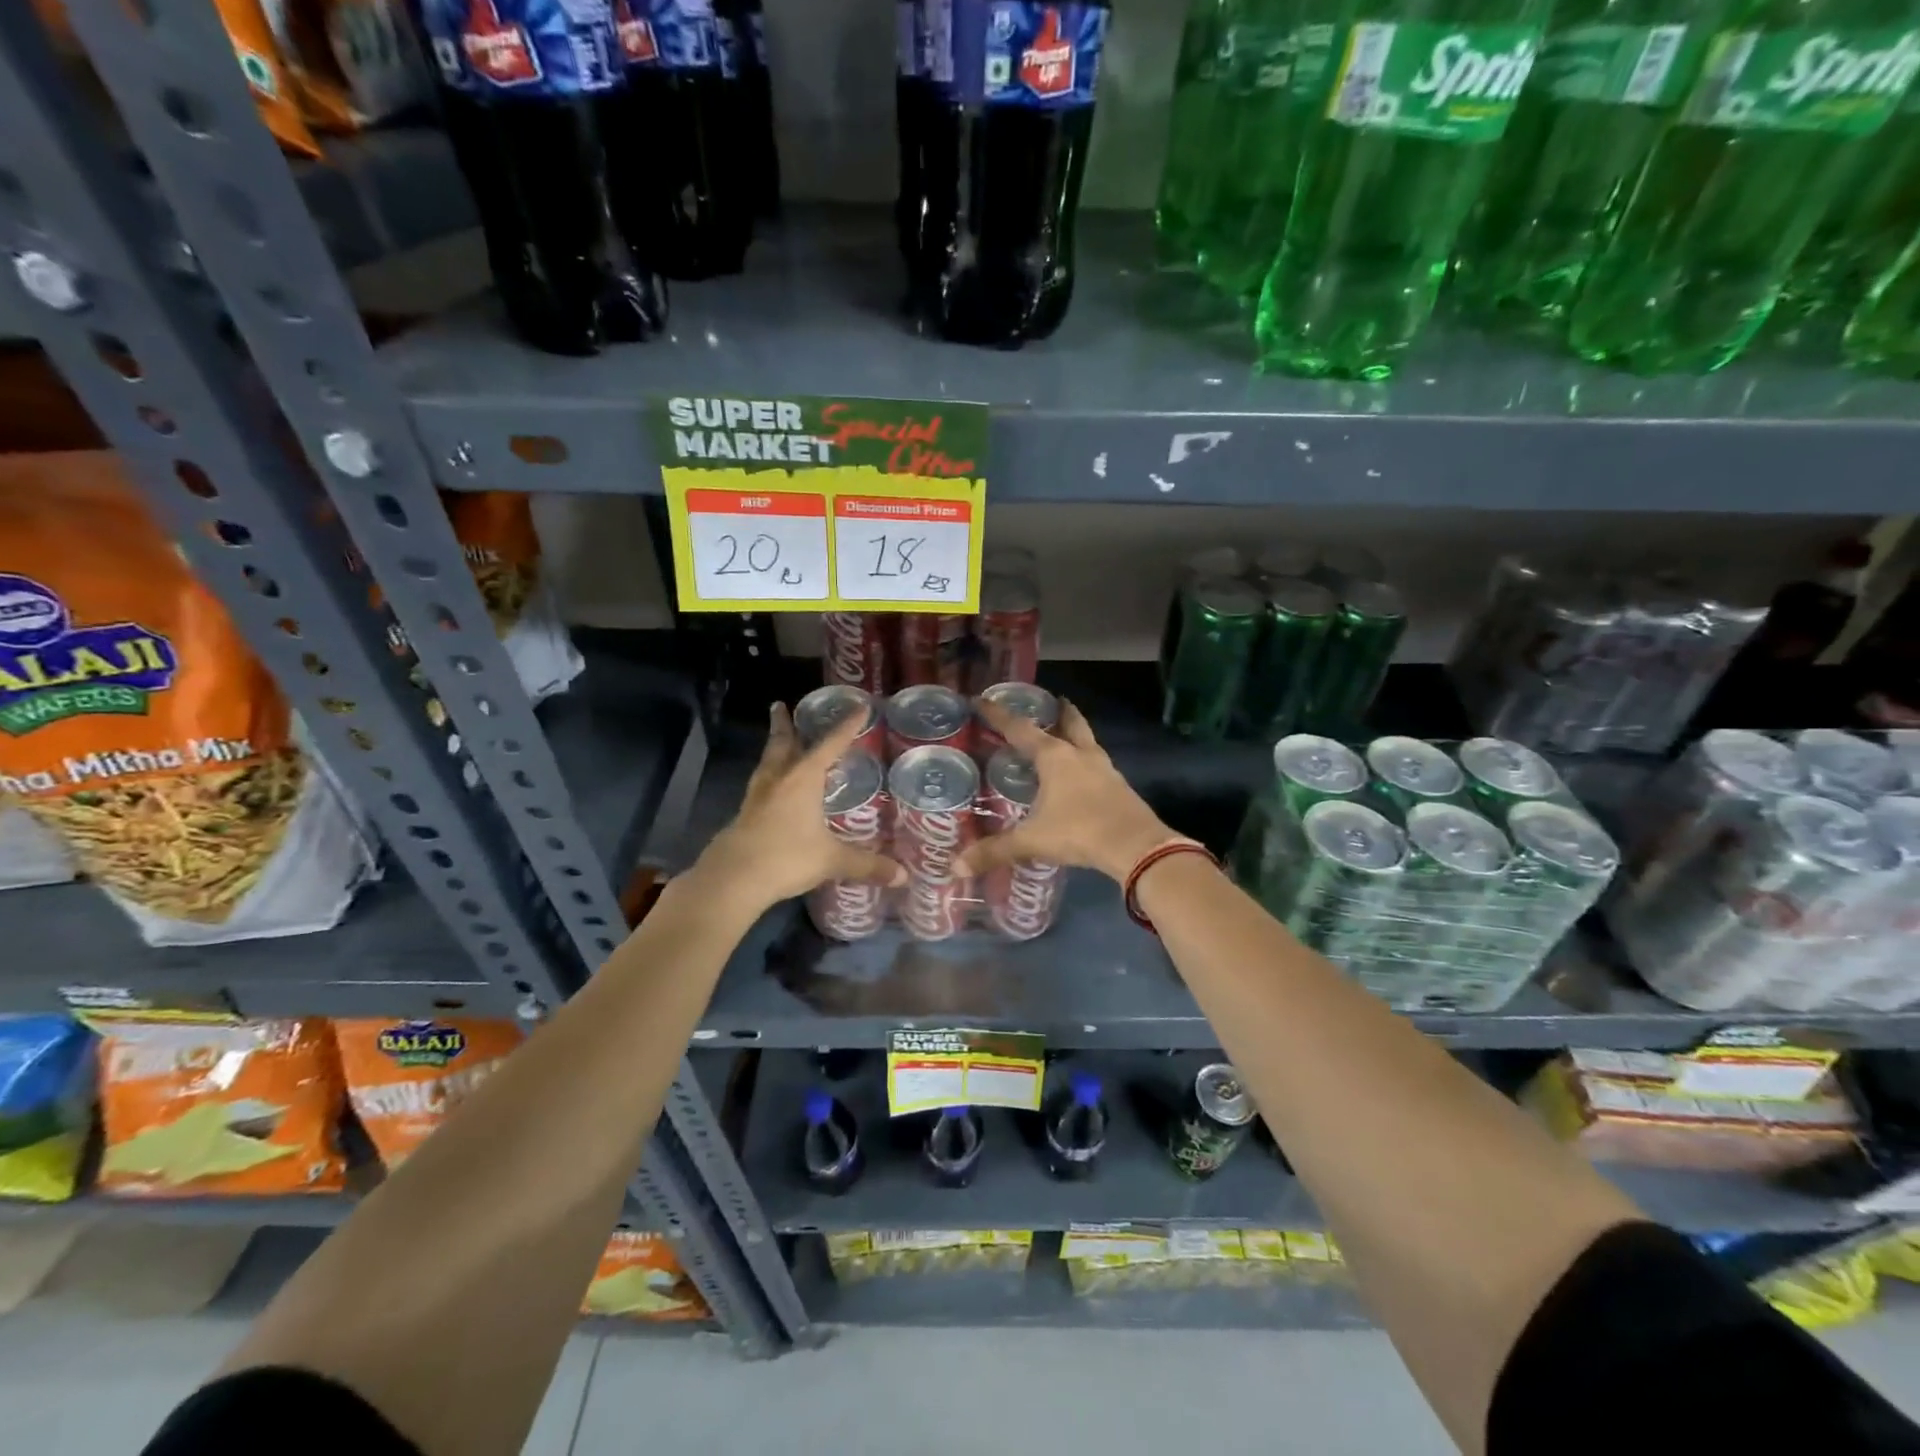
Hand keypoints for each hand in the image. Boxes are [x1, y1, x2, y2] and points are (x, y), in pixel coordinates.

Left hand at [696, 705, 903, 914]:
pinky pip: (759, 787)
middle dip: (784, 725)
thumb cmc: (786, 857)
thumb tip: (904, 876)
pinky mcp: (744, 816)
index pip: (830, 745)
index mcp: (803, 779)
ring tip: (777, 740)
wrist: (733, 879)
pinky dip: (768, 777)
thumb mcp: (832, 860)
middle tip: (779, 706)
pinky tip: (771, 788)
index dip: (846, 727)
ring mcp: (756, 797)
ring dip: (773, 748)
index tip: (859, 706)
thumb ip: (867, 865)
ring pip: (767, 763)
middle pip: (782, 744)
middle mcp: (778, 780)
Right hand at [955, 698, 1178, 882]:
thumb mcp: (1031, 841)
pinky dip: (1087, 763)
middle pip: (1070, 723)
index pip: (1020, 729)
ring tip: (1065, 737)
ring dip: (1076, 735)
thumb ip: (994, 851)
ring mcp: (1105, 769)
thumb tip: (956, 867)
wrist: (1136, 846)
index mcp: (1055, 757)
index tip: (981, 699)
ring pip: (1088, 742)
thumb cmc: (1078, 831)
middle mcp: (1080, 755)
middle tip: (1053, 701)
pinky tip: (1082, 776)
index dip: (998, 715)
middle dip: (1060, 712)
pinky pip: (1099, 766)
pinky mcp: (1120, 787)